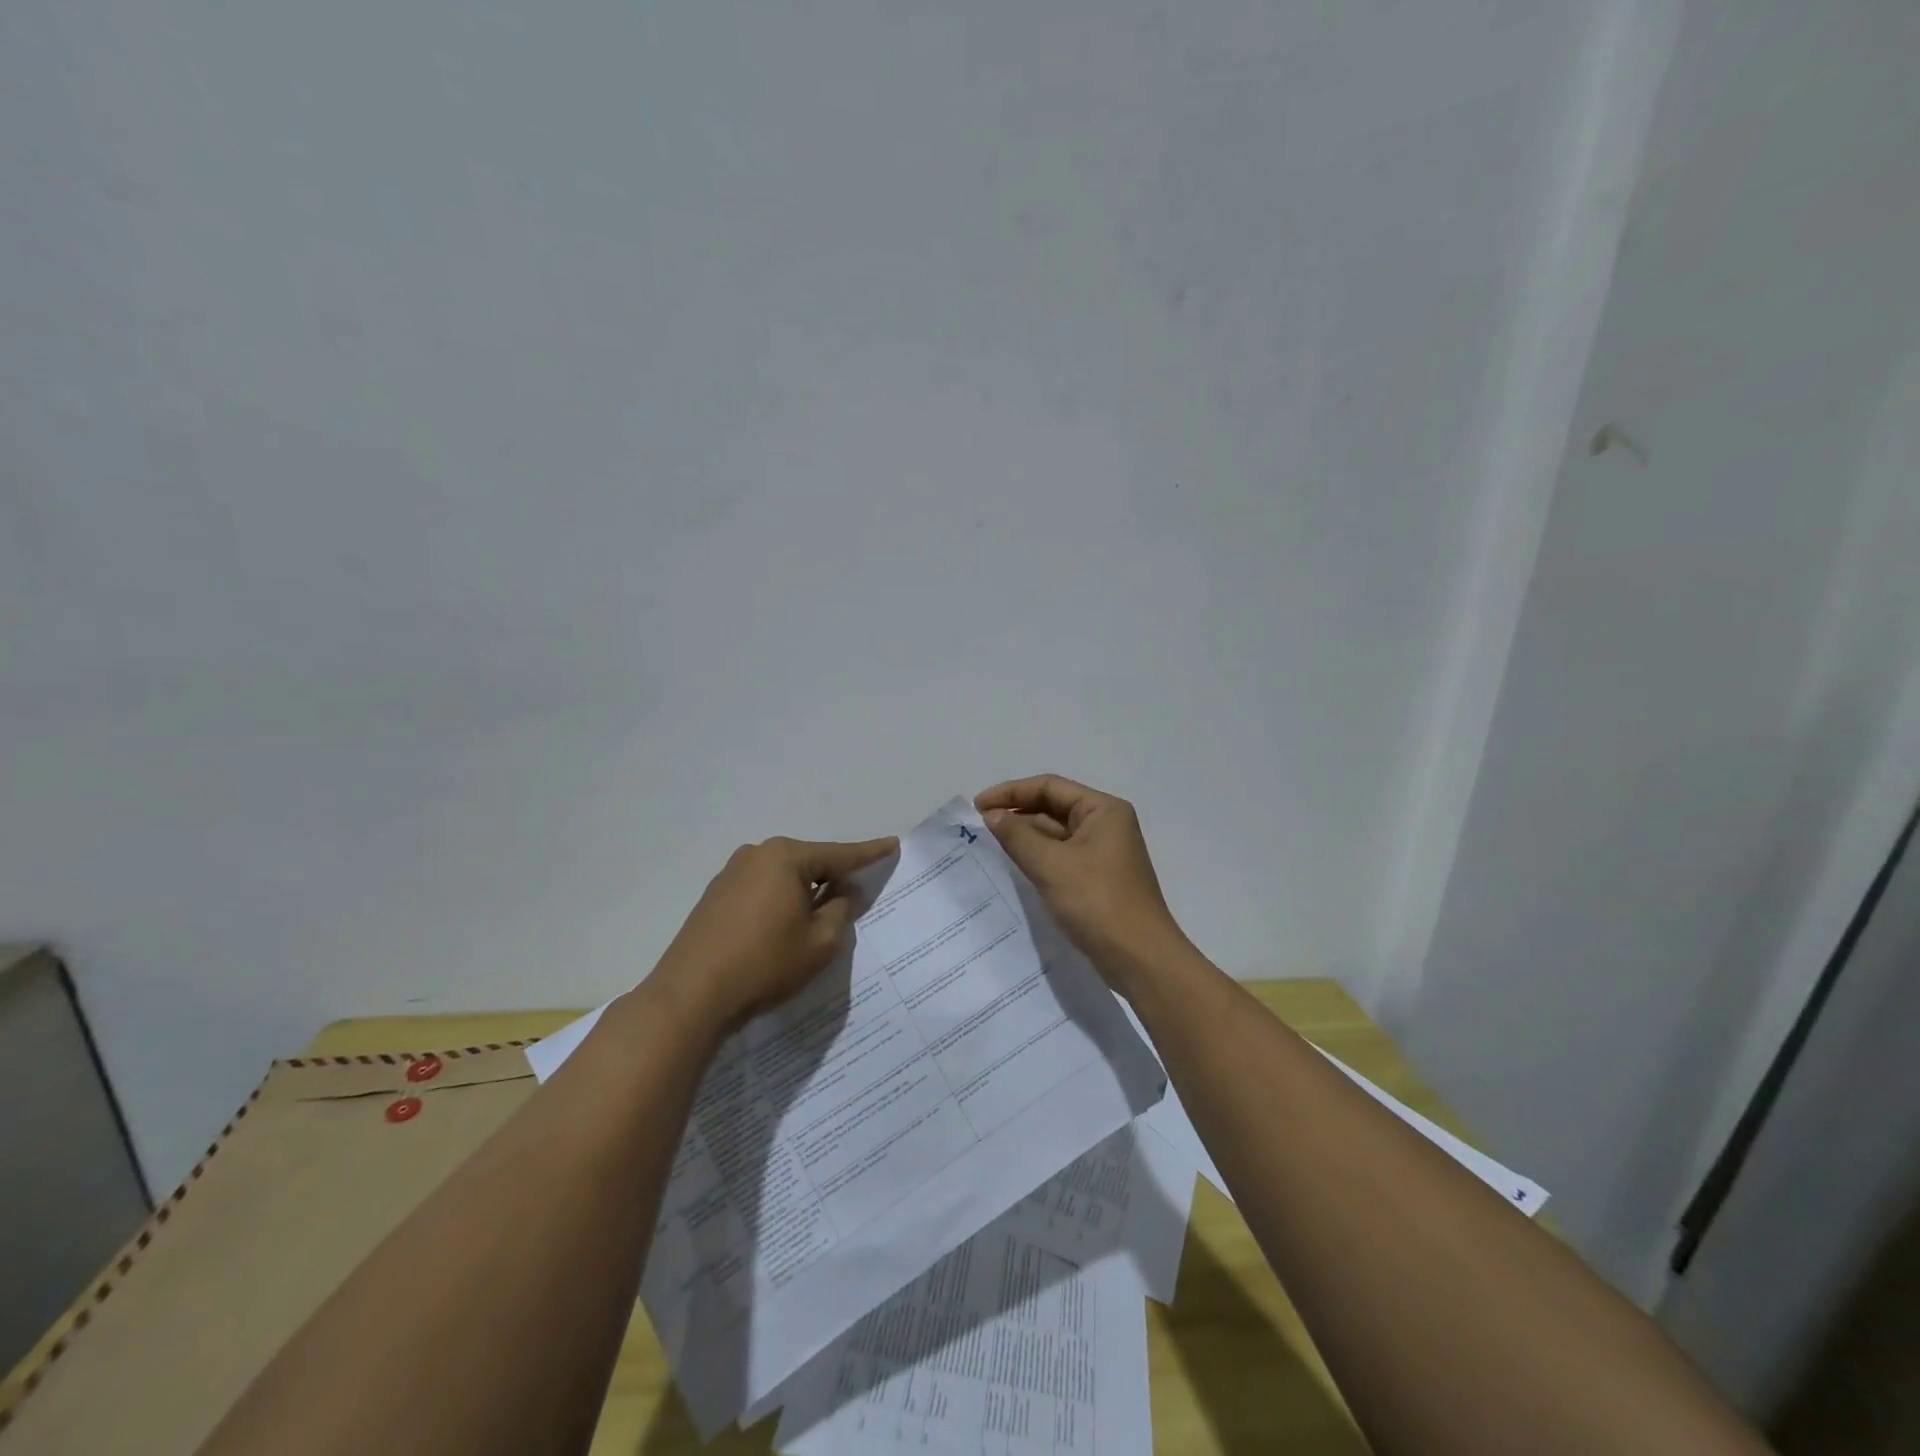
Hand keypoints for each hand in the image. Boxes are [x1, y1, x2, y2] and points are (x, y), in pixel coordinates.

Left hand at [649, 835, 897, 1031]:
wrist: (690, 996)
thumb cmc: (764, 964)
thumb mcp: (820, 942)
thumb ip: (840, 910)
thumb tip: (842, 891)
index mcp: (785, 857)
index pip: (839, 854)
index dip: (869, 853)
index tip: (892, 844)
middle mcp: (756, 855)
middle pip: (808, 862)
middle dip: (832, 878)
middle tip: (854, 897)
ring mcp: (730, 874)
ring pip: (783, 878)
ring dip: (803, 893)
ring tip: (817, 920)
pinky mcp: (714, 897)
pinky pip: (761, 891)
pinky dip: (779, 903)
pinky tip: (782, 929)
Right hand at [975, 775, 1188, 983]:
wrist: (1140, 959)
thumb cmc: (1098, 903)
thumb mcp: (1051, 865)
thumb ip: (1017, 836)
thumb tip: (991, 815)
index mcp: (1103, 810)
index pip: (1050, 787)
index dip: (1011, 792)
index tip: (977, 806)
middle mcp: (1106, 825)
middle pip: (1053, 807)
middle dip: (1017, 814)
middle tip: (979, 826)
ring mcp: (1102, 853)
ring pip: (1055, 834)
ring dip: (1025, 836)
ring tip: (989, 844)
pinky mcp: (1097, 878)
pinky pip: (1061, 857)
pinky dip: (1037, 857)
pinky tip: (1013, 866)